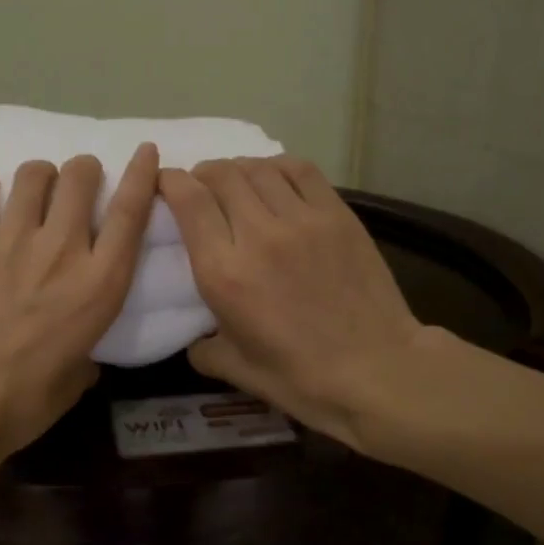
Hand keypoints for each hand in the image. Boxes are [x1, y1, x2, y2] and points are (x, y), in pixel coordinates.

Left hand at [0, 144, 158, 462]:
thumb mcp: (77, 379)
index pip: (131, 211)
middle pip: (80, 176)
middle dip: (83, 171)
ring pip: (33, 174)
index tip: (145, 151)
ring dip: (39, 176)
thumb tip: (80, 353)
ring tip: (31, 191)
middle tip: (75, 185)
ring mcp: (13, 239)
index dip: (141, 174)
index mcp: (100, 282)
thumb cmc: (27, 399)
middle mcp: (63, 248)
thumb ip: (86, 353)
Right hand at [160, 156, 426, 448]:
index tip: (166, 184)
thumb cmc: (301, 377)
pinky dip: (278, 167)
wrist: (377, 370)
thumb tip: (196, 338)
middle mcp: (258, 234)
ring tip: (237, 183)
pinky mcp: (337, 215)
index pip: (189, 201)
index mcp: (224, 272)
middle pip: (221, 175)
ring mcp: (302, 220)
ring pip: (258, 168)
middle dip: (202, 174)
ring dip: (238, 169)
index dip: (171, 182)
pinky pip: (300, 171)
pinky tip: (275, 180)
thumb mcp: (236, 370)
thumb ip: (203, 347)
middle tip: (201, 187)